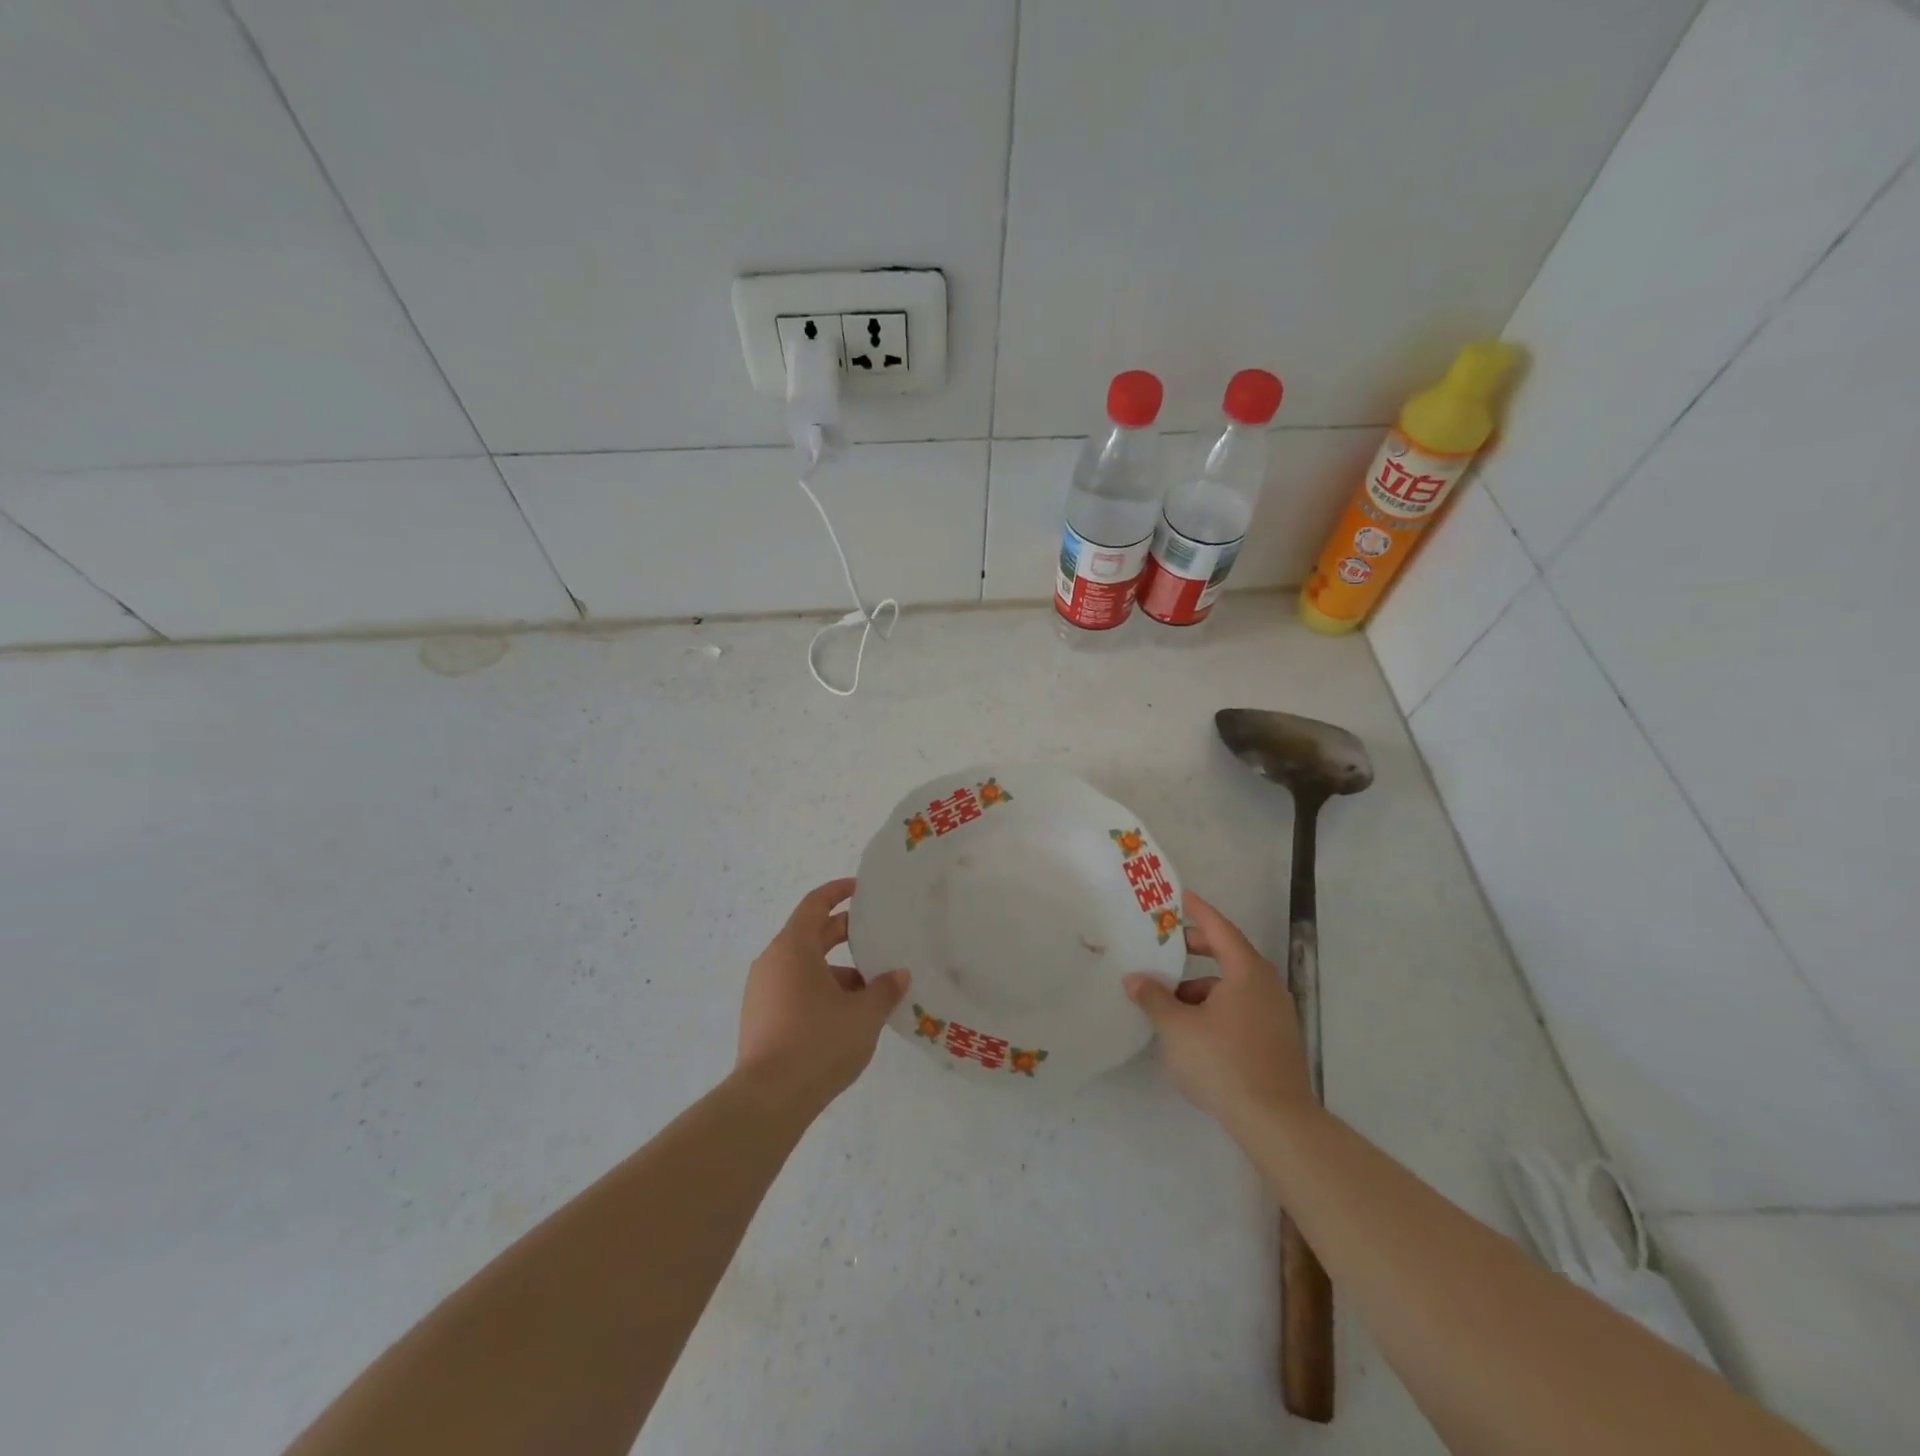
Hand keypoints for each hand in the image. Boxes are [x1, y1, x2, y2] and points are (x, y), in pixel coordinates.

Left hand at [736, 878, 909, 1111]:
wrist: (768, 1100)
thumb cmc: (818, 1043)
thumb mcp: (863, 1015)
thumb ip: (884, 989)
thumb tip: (898, 975)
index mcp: (793, 948)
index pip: (815, 904)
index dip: (837, 892)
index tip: (860, 890)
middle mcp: (772, 962)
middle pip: (810, 935)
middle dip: (844, 934)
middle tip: (877, 938)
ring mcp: (761, 992)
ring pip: (804, 967)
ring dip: (836, 970)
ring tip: (870, 989)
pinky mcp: (760, 1018)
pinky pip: (794, 990)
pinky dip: (820, 991)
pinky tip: (846, 1016)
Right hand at [1125, 890, 1314, 1131]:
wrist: (1276, 1122)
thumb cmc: (1223, 1062)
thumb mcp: (1176, 1028)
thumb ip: (1153, 998)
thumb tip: (1135, 978)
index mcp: (1246, 972)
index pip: (1219, 929)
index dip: (1198, 911)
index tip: (1180, 896)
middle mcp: (1266, 986)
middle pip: (1228, 954)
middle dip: (1196, 949)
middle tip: (1166, 945)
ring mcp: (1276, 1015)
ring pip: (1233, 986)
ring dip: (1202, 985)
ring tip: (1170, 999)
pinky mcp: (1276, 1041)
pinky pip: (1241, 1008)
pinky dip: (1215, 1006)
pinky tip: (1193, 1029)